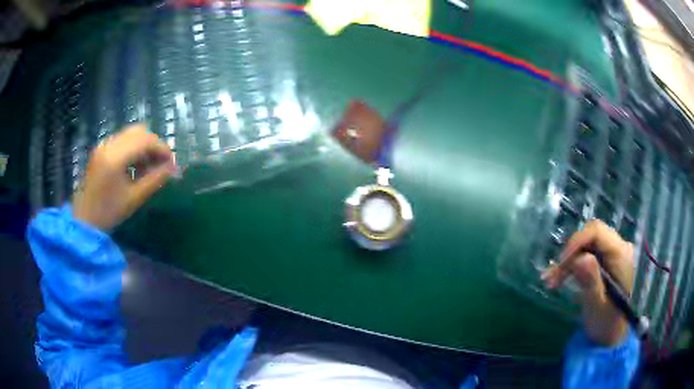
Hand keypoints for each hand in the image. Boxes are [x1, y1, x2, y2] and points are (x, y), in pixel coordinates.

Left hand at [72, 124, 176, 230]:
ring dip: (143, 146)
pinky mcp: (100, 150)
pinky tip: (135, 166)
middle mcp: (108, 145)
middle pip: (138, 132)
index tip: (171, 162)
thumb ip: (155, 180)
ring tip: (148, 166)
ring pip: (130, 134)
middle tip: (161, 163)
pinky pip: (122, 140)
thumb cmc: (109, 213)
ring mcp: (103, 145)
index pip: (145, 140)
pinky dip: (133, 148)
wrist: (84, 220)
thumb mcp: (134, 198)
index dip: (162, 148)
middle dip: (153, 145)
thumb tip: (173, 168)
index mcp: (115, 157)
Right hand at [542, 220, 634, 345]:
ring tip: (552, 281)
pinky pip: (585, 254)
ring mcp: (612, 253)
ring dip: (567, 262)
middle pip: (590, 236)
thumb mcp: (597, 305)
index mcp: (621, 255)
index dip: (577, 242)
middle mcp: (618, 247)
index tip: (560, 262)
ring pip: (585, 245)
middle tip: (554, 276)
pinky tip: (558, 279)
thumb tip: (580, 258)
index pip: (597, 232)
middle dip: (570, 253)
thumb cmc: (606, 323)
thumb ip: (591, 281)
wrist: (610, 335)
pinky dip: (570, 266)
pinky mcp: (604, 261)